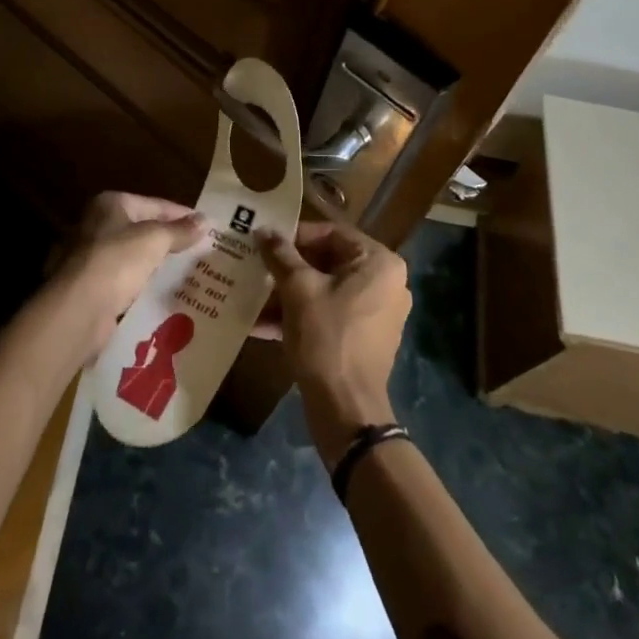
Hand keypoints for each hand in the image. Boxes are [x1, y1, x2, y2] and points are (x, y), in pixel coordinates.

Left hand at [55, 191, 204, 358]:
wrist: (77, 309)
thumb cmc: (116, 261)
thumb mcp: (154, 240)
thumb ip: (179, 230)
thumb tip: (205, 220)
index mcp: (111, 204)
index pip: (155, 204)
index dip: (183, 215)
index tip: (208, 227)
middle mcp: (97, 225)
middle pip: (143, 229)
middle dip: (170, 240)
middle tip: (201, 251)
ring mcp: (92, 256)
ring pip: (134, 256)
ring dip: (157, 263)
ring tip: (189, 272)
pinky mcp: (91, 286)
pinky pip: (125, 280)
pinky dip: (143, 284)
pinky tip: (163, 292)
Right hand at [257, 222, 410, 467]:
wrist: (346, 408)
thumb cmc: (326, 337)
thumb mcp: (298, 290)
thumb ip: (280, 255)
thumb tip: (263, 230)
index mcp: (379, 262)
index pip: (332, 233)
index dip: (295, 236)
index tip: (265, 244)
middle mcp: (386, 282)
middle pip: (328, 261)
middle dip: (288, 268)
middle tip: (256, 267)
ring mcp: (377, 312)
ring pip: (326, 290)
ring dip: (288, 293)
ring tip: (252, 294)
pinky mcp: (365, 338)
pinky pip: (329, 314)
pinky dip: (300, 316)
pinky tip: (261, 324)